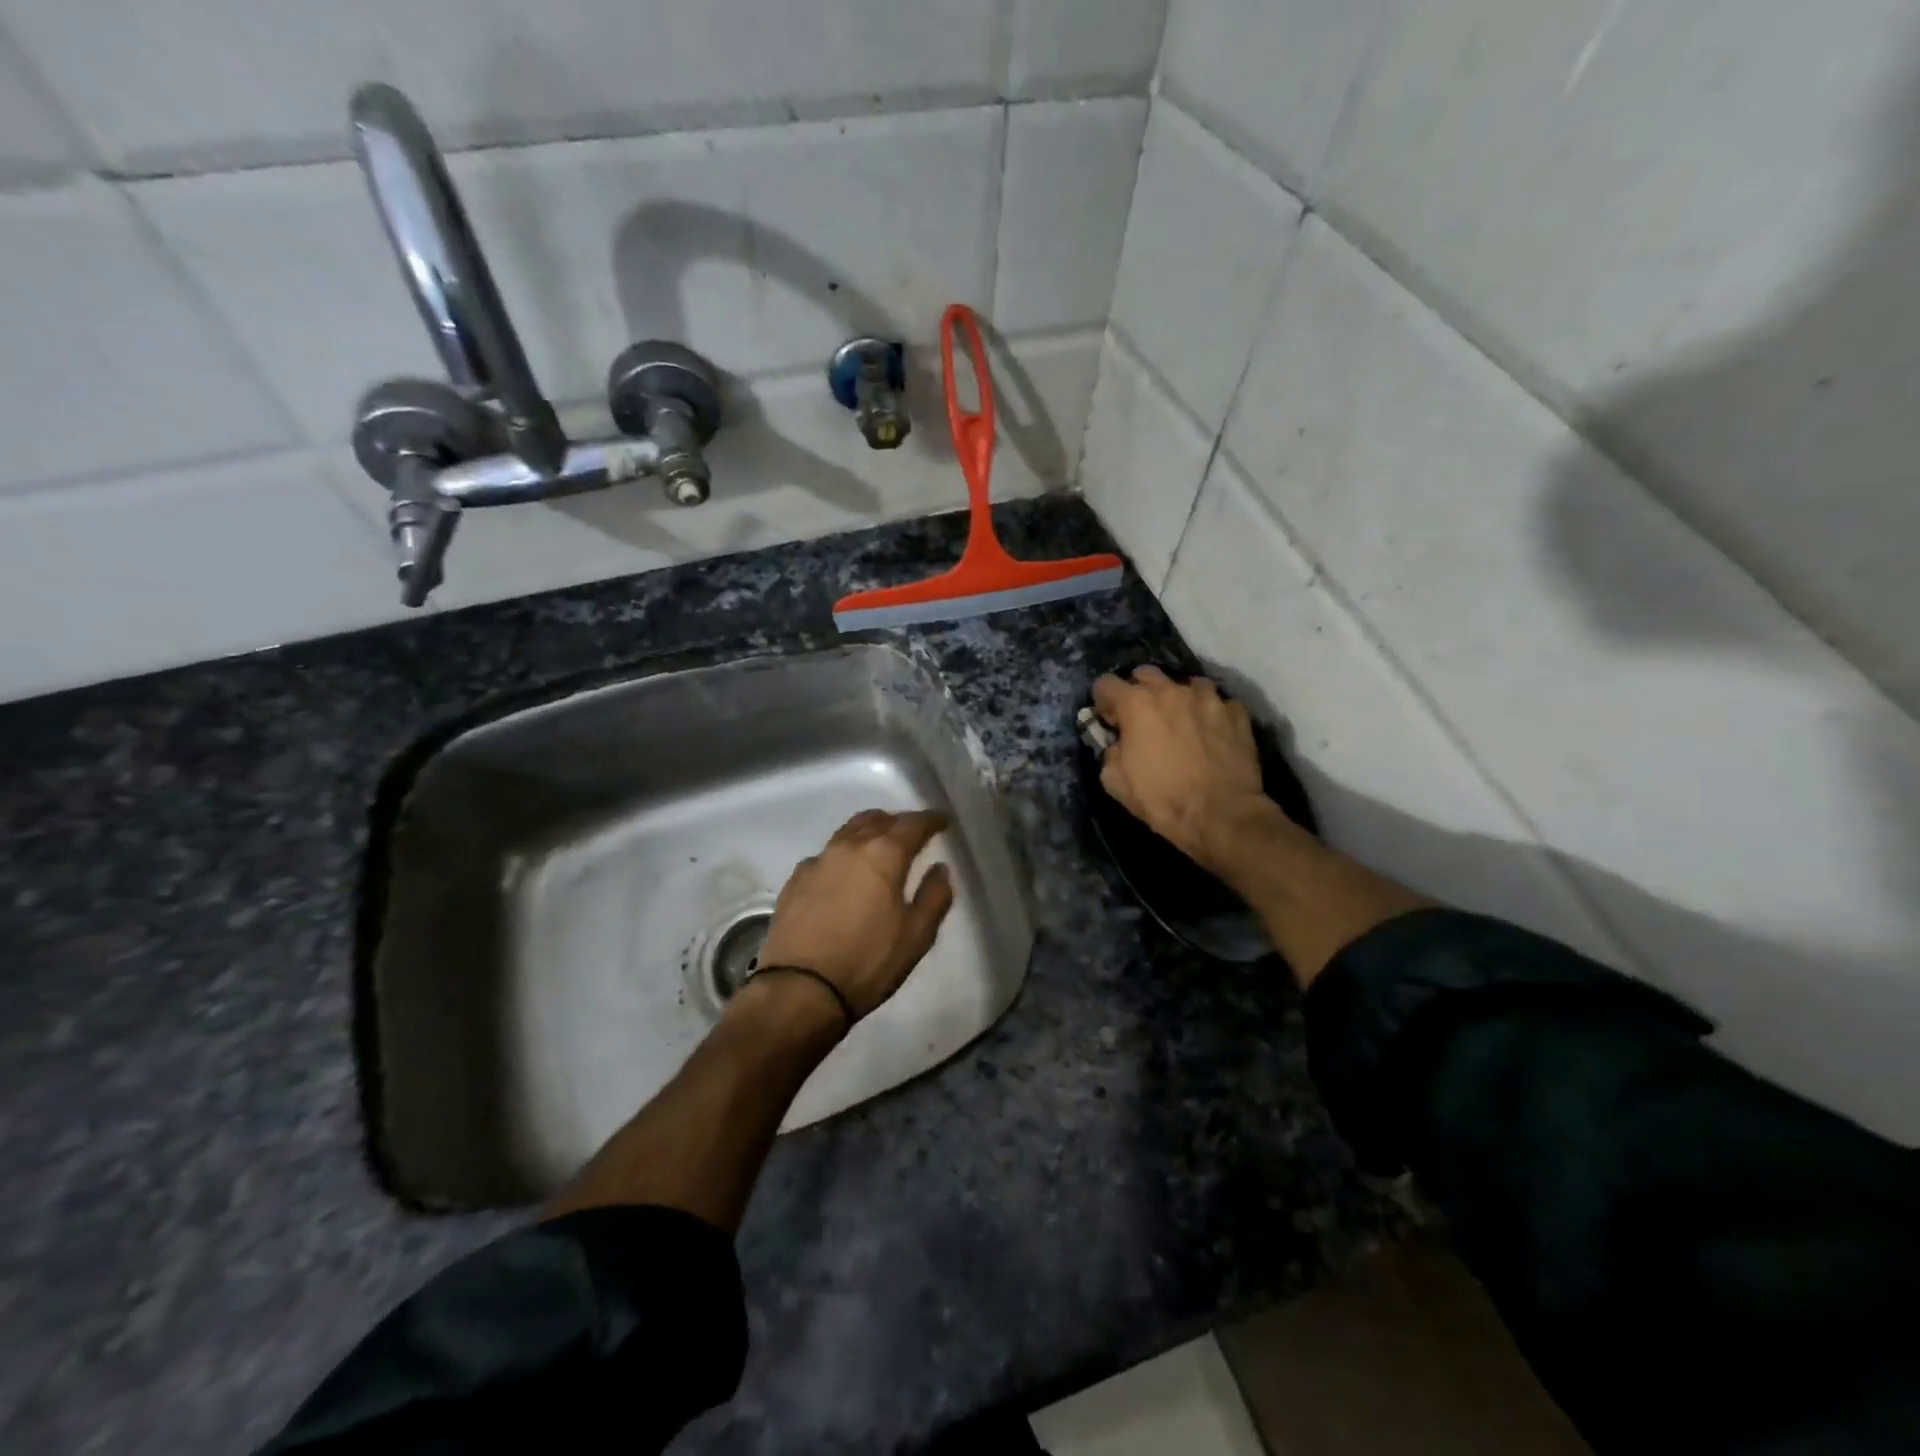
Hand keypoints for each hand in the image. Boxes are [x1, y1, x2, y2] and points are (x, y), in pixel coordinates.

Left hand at [754, 809, 955, 1020]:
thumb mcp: (916, 936)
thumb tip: (939, 868)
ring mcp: (818, 860)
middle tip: (912, 833)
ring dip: (869, 831)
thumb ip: (934, 896)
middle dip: (898, 822)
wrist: (799, 989)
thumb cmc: (867, 961)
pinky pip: (826, 854)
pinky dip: (843, 854)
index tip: (942, 822)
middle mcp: (849, 847)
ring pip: (848, 831)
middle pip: (877, 820)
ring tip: (880, 845)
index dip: (930, 820)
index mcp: (883, 854)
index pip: (912, 824)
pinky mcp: (795, 879)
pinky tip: (845, 872)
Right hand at [1091, 667, 1286, 876]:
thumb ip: (1110, 752)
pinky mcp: (1236, 713)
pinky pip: (1218, 704)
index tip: (1109, 722)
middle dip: (1138, 691)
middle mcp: (1171, 691)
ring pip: (1186, 685)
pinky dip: (1210, 714)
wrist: (1221, 814)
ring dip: (1178, 699)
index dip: (1103, 702)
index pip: (1106, 683)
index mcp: (1136, 704)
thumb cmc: (1162, 798)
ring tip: (1181, 722)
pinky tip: (1211, 734)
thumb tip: (1118, 744)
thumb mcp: (1115, 782)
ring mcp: (1209, 698)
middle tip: (1142, 718)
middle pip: (1146, 674)